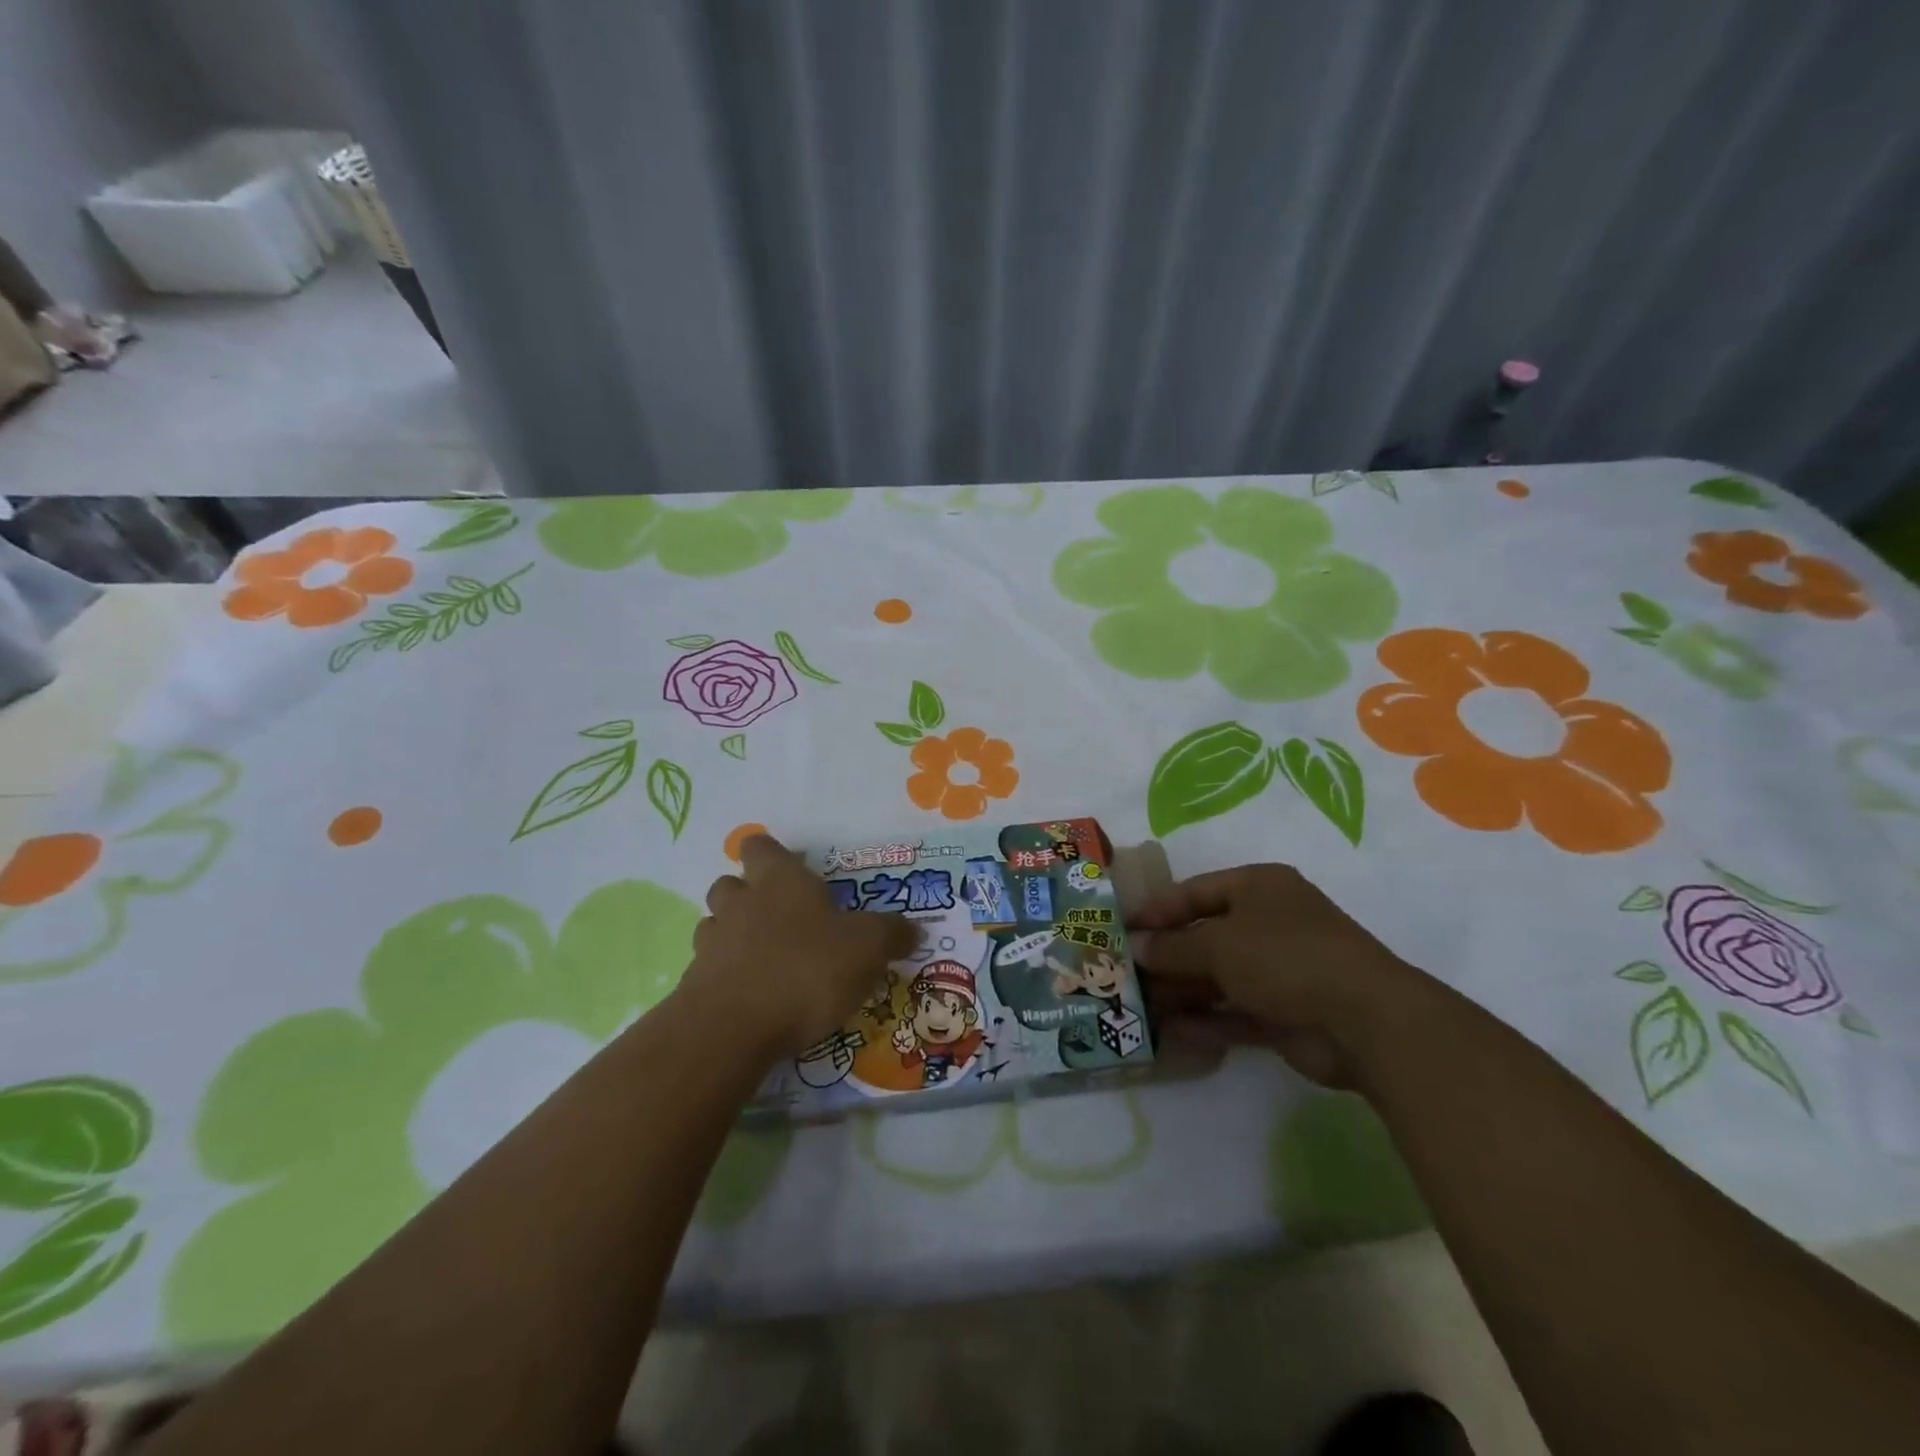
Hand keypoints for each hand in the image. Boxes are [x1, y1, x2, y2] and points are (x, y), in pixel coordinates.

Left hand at [678, 835, 920, 1062]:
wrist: (732, 1029)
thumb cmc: (805, 970)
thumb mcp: (867, 949)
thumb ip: (891, 935)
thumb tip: (913, 929)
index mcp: (780, 881)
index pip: (760, 846)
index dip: (772, 854)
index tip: (791, 869)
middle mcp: (741, 903)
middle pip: (730, 883)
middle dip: (748, 895)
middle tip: (779, 918)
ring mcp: (712, 943)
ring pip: (714, 925)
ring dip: (732, 935)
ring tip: (762, 958)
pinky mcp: (694, 985)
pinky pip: (708, 970)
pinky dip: (725, 977)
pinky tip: (750, 998)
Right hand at [1128, 863, 1431, 1087]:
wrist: (1364, 1020)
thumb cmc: (1284, 956)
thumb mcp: (1218, 943)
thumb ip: (1174, 946)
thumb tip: (1138, 947)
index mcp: (1258, 887)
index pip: (1195, 892)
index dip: (1157, 909)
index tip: (1123, 929)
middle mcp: (1268, 923)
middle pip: (1205, 936)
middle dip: (1166, 956)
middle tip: (1124, 973)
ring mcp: (1279, 971)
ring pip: (1218, 978)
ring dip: (1181, 991)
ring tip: (1139, 1006)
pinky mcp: (1285, 1014)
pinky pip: (1235, 1013)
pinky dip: (1206, 1022)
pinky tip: (1171, 1032)